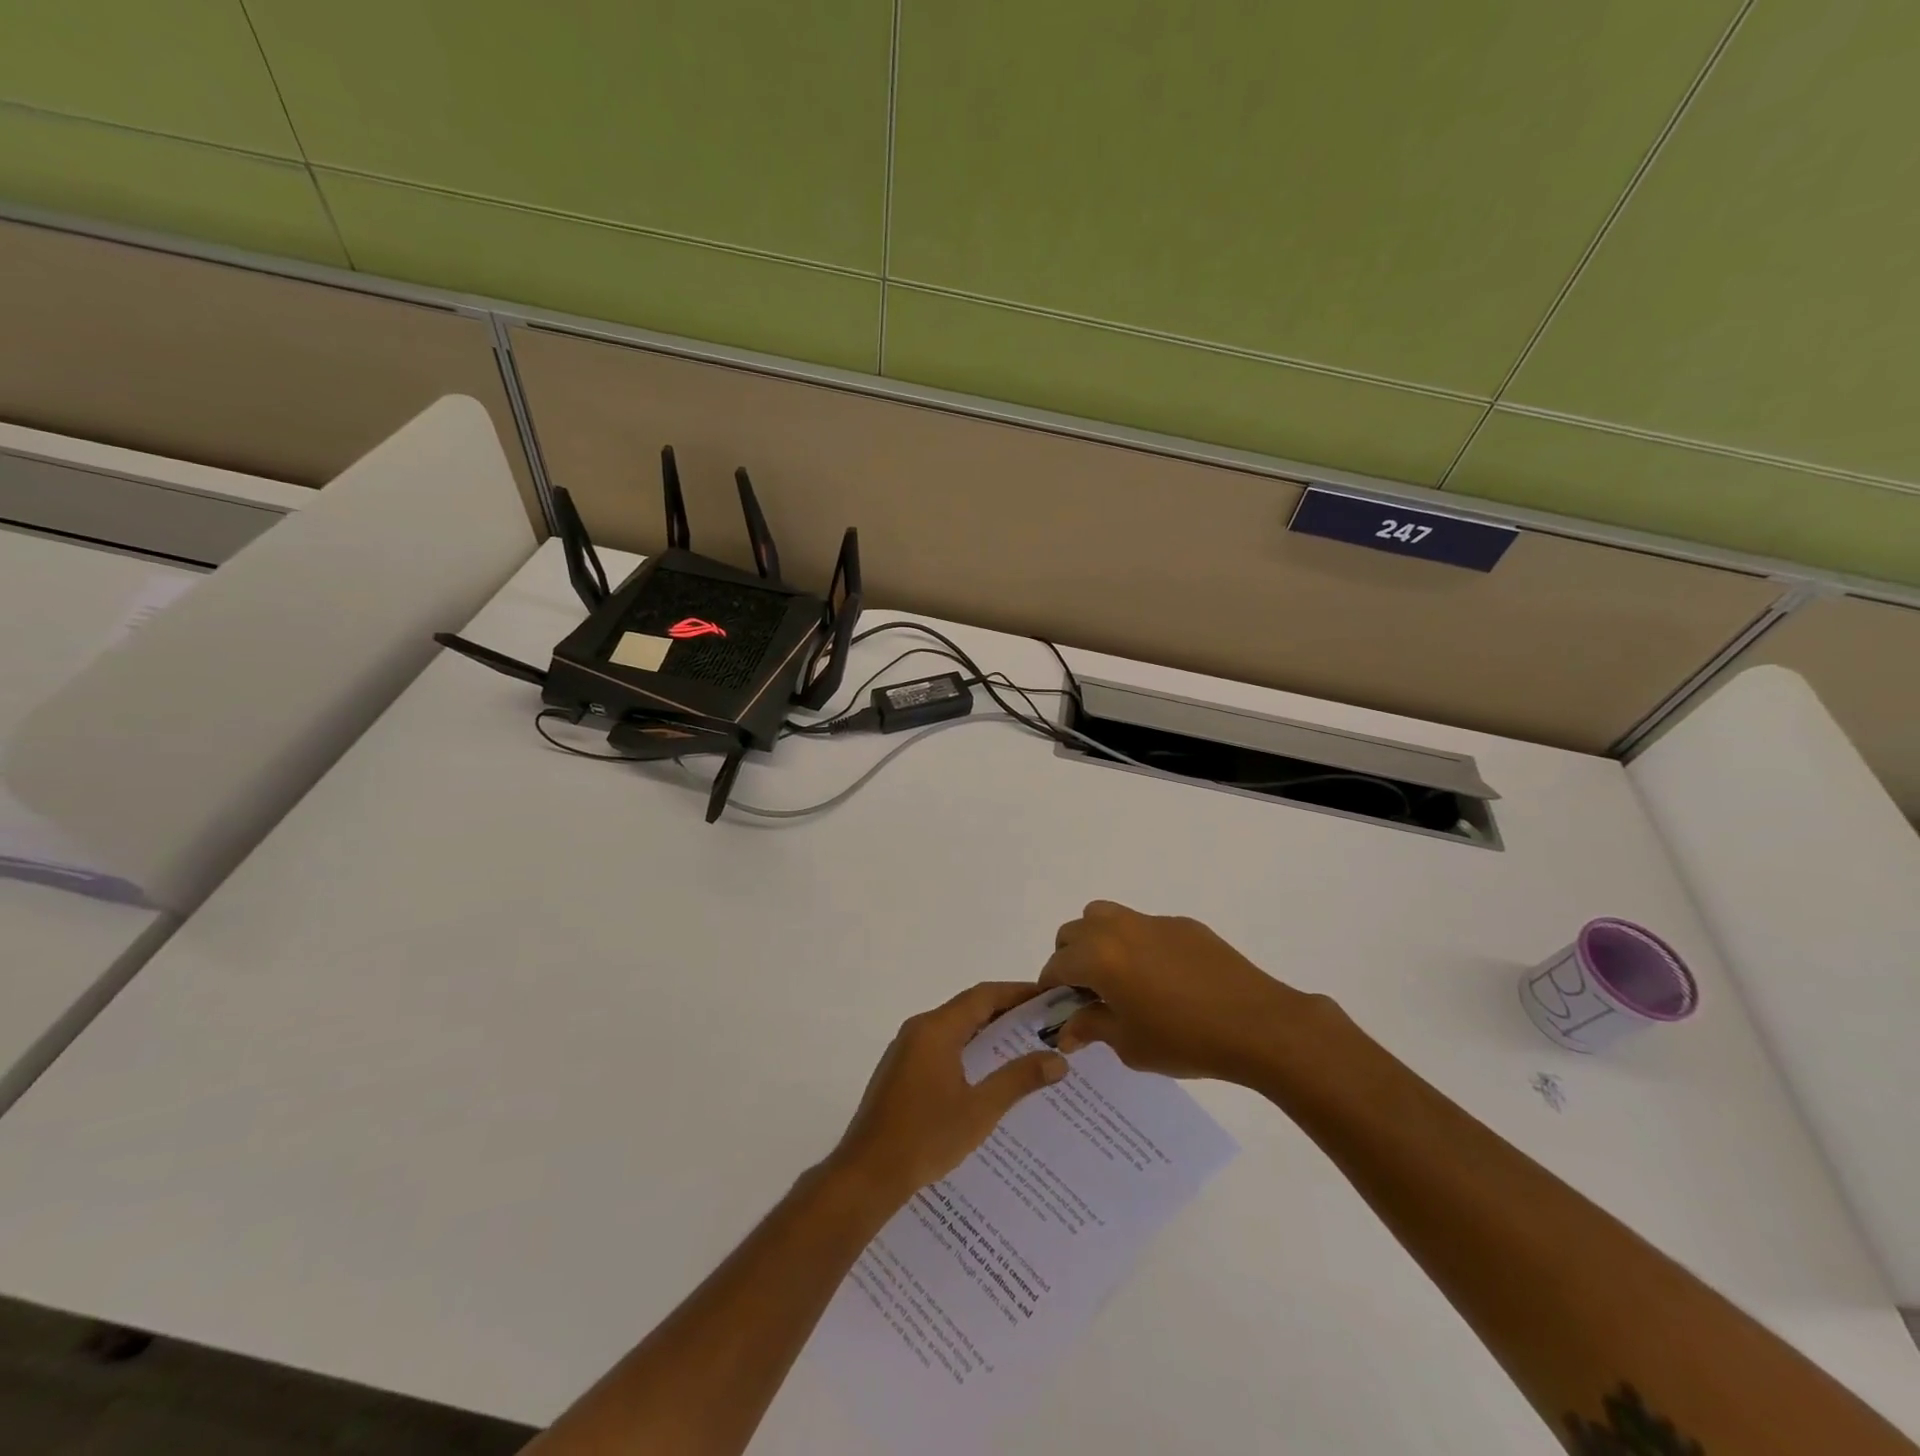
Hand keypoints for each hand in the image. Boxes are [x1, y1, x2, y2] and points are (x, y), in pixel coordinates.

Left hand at [828, 982, 1067, 1205]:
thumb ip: (1018, 1080)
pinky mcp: (901, 1070)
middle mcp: (919, 1029)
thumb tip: (1058, 1060)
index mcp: (936, 1029)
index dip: (1017, 992)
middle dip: (1006, 1012)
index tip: (1048, 997)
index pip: (983, 996)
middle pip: (968, 1008)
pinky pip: (941, 1046)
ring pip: (954, 1028)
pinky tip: (987, 1074)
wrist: (866, 1174)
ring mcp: (906, 1050)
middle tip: (1044, 1023)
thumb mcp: (979, 1110)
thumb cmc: (925, 1138)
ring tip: (1024, 1046)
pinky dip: (968, 1049)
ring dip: (986, 1032)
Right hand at [1040, 901, 1331, 1084]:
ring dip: (1098, 940)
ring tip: (1118, 976)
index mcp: (1099, 957)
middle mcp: (1119, 929)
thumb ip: (1091, 1028)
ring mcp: (1152, 922)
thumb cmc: (1185, 1040)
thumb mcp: (1129, 1044)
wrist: (1257, 1024)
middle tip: (1088, 993)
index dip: (1051, 988)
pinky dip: (1136, 944)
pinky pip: (1143, 926)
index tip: (1059, 1009)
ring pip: (1105, 916)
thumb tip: (1066, 1030)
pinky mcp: (1182, 924)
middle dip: (1070, 959)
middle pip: (1074, 932)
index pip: (1057, 965)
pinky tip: (1162, 978)